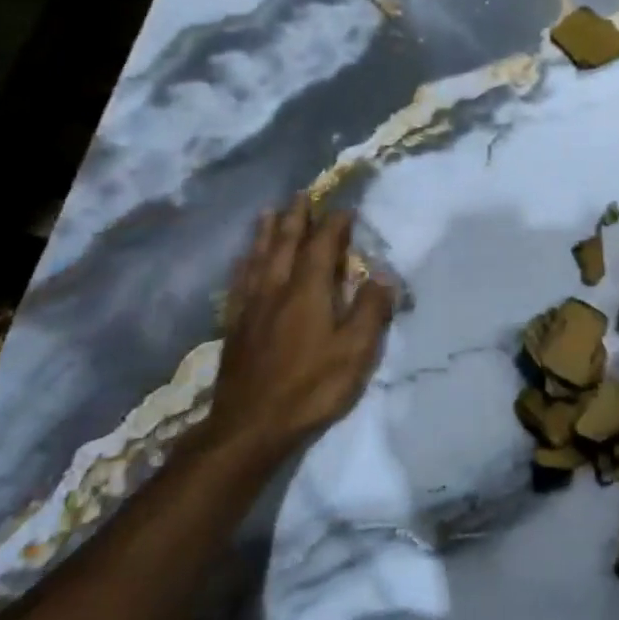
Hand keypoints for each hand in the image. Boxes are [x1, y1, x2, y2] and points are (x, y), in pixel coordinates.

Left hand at [201, 195, 395, 462]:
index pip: (323, 246)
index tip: (346, 209)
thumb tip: (383, 275)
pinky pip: (239, 281)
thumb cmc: (310, 387)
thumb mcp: (355, 352)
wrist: (250, 425)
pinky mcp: (235, 325)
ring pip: (258, 256)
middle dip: (295, 216)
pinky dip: (244, 262)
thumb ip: (370, 310)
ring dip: (265, 231)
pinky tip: (244, 261)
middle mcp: (276, 288)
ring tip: (268, 212)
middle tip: (301, 194)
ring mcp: (251, 306)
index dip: (335, 224)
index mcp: (308, 290)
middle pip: (284, 242)